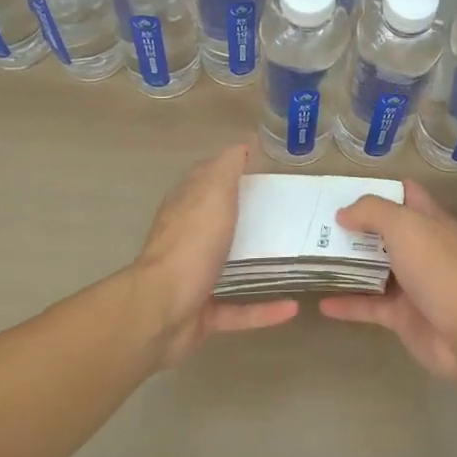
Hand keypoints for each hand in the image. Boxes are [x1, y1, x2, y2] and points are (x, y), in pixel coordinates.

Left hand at [134, 141, 297, 364]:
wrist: (162, 310)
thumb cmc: (191, 242)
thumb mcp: (214, 191)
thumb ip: (228, 166)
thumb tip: (243, 142)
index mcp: (187, 206)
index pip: (206, 178)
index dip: (229, 169)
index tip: (263, 168)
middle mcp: (187, 239)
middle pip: (219, 222)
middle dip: (247, 217)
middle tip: (288, 214)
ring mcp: (193, 278)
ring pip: (228, 267)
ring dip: (256, 264)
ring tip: (294, 258)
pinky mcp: (202, 314)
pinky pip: (239, 311)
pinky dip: (264, 310)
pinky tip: (292, 307)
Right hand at [320, 181, 456, 378]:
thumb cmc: (439, 268)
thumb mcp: (405, 226)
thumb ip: (372, 212)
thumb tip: (343, 212)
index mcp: (428, 220)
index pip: (404, 194)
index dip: (378, 188)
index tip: (343, 188)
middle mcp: (421, 248)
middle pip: (384, 232)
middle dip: (355, 227)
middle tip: (316, 224)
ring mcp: (413, 284)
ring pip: (375, 269)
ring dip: (347, 264)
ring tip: (312, 257)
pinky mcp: (404, 317)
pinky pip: (370, 306)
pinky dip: (347, 304)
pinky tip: (321, 303)